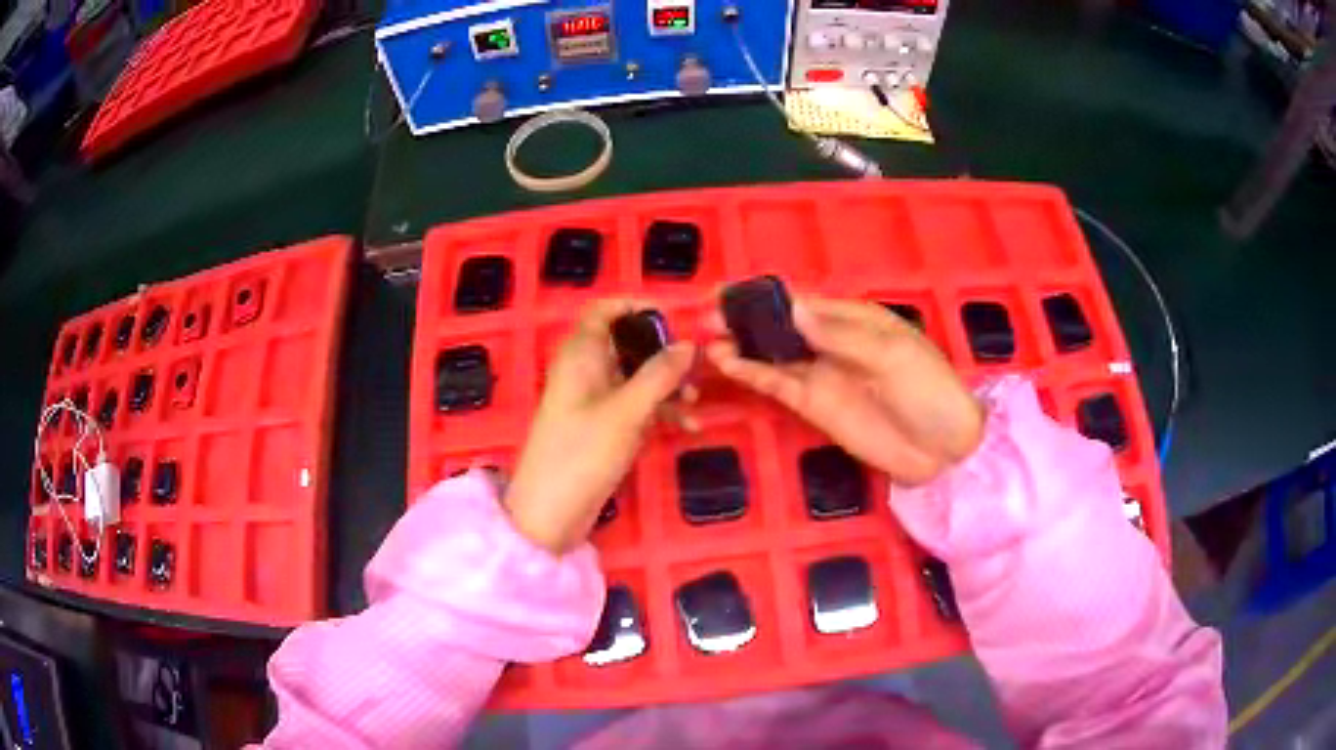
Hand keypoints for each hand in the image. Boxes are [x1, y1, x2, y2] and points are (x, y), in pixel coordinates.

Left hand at [504, 300, 695, 552]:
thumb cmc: (582, 453)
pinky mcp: (602, 428)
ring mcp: (594, 401)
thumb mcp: (626, 411)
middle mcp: (586, 370)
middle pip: (626, 343)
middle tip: (695, 367)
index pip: (603, 311)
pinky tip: (687, 427)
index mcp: (581, 354)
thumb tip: (688, 344)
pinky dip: (659, 412)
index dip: (635, 307)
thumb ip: (659, 374)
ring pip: (635, 377)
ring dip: (666, 385)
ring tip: (695, 402)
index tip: (672, 319)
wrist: (551, 512)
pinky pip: (635, 407)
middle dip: (662, 353)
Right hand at [706, 297, 983, 485]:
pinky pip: (778, 384)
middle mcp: (830, 342)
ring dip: (742, 345)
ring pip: (772, 353)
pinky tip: (727, 365)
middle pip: (780, 324)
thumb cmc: (927, 390)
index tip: (729, 290)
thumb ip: (839, 335)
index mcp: (853, 319)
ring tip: (707, 340)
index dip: (765, 294)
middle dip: (745, 318)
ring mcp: (820, 374)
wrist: (943, 449)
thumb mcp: (892, 355)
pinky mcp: (813, 405)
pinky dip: (752, 374)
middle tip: (707, 315)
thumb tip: (792, 308)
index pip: (802, 300)